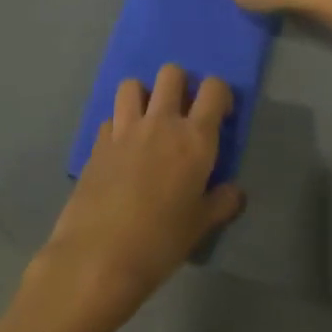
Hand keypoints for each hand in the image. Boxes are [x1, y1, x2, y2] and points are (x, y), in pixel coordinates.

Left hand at [23, 64, 242, 331]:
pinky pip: (110, 117)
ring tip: (148, 122)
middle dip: (180, 84)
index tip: (220, 116)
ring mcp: (124, 130)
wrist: (98, 258)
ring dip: (143, 95)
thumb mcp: (200, 226)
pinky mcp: (96, 143)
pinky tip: (122, 149)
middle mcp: (160, 123)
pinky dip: (118, 124)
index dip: (220, 94)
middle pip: (171, 73)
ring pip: (133, 85)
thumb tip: (235, 191)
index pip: (214, 89)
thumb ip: (222, 203)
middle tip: (182, 114)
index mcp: (195, 138)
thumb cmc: (160, 242)